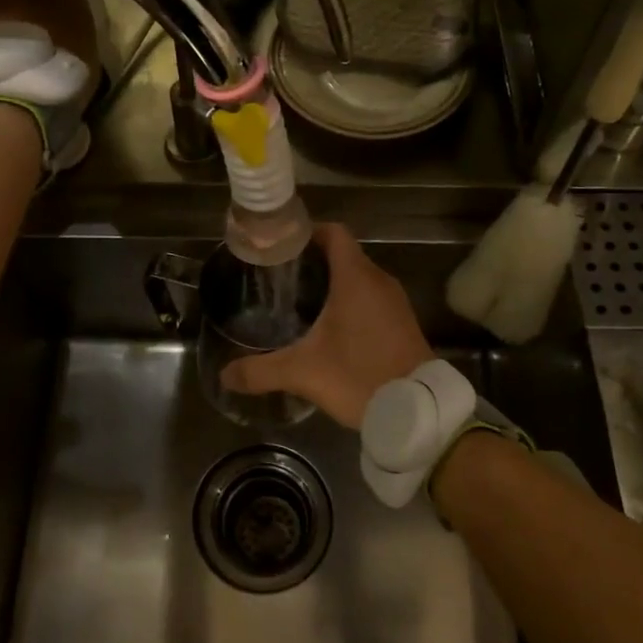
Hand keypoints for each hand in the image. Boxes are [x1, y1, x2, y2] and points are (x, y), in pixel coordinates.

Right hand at [220, 224, 434, 429]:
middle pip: (344, 254)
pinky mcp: (403, 322)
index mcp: (356, 278)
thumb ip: (260, 371)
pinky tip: (331, 326)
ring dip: (334, 282)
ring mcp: (395, 301)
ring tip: (300, 300)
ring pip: (359, 276)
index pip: (333, 233)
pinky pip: (372, 297)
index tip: (281, 245)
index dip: (307, 232)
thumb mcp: (303, 372)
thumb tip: (225, 375)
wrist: (418, 410)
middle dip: (314, 260)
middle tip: (281, 276)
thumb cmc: (359, 376)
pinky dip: (351, 301)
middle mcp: (378, 280)